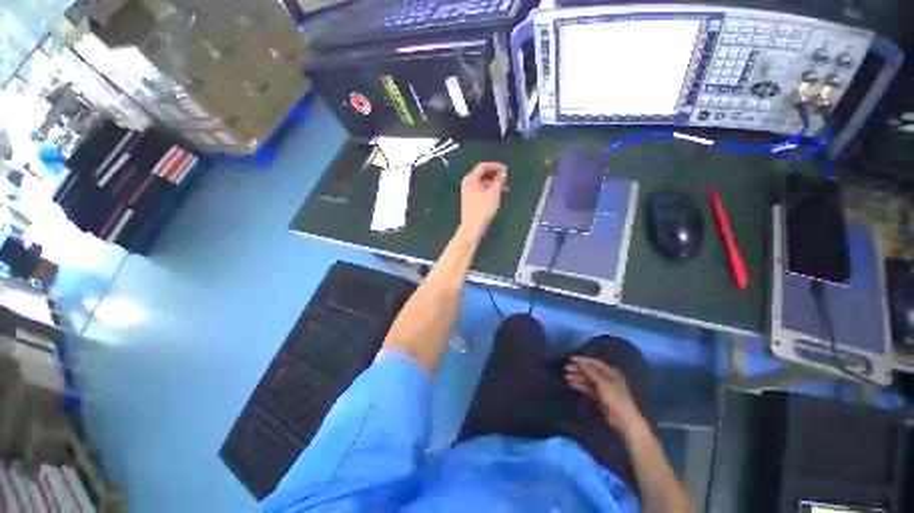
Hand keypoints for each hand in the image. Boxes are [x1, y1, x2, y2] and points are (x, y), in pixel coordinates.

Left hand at [458, 162, 507, 242]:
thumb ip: (499, 181)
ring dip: (495, 185)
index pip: (482, 167)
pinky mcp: (472, 202)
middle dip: (495, 176)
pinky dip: (491, 192)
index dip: (495, 166)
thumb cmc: (483, 209)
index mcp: (470, 180)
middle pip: (483, 175)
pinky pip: (483, 192)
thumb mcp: (493, 193)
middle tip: (506, 180)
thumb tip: (502, 173)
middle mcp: (468, 185)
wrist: (472, 228)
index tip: (506, 169)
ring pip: (484, 185)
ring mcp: (469, 194)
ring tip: (505, 190)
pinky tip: (499, 197)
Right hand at [566, 356, 646, 437]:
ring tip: (567, 377)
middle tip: (566, 368)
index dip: (582, 360)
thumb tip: (581, 362)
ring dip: (578, 377)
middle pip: (590, 370)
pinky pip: (588, 388)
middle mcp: (606, 377)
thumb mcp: (603, 383)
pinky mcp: (599, 396)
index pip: (594, 362)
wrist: (623, 419)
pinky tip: (572, 385)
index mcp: (610, 372)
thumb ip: (591, 372)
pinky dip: (580, 385)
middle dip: (578, 369)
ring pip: (588, 379)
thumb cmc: (615, 397)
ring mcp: (602, 387)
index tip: (571, 358)